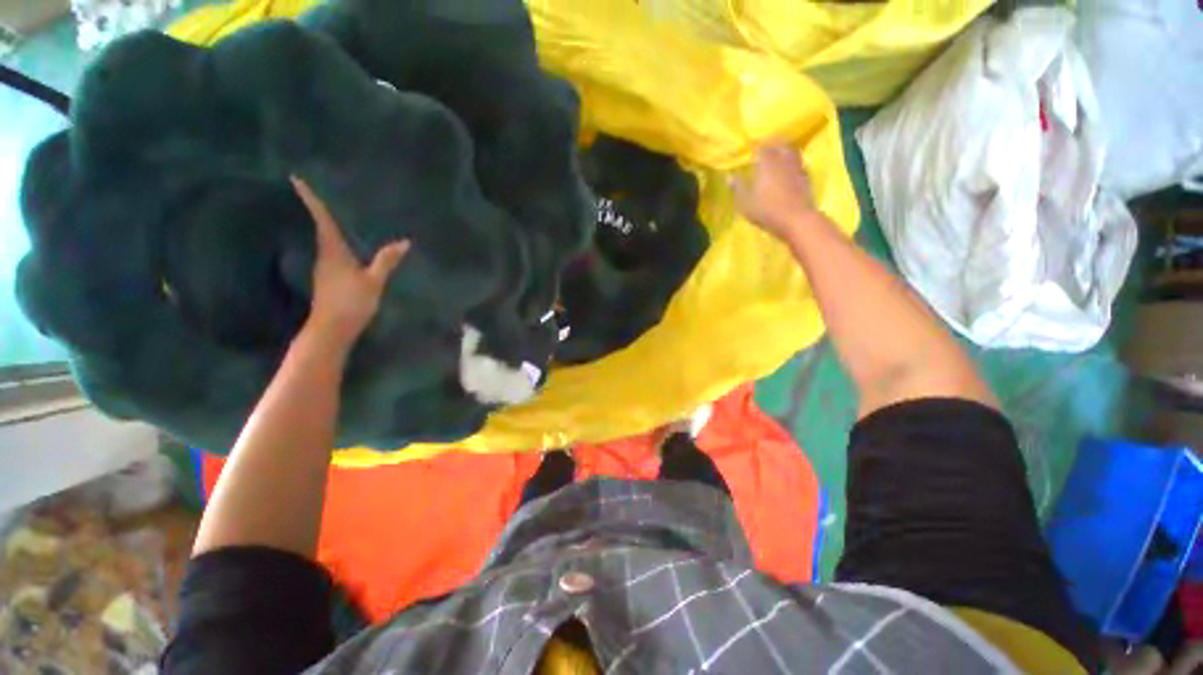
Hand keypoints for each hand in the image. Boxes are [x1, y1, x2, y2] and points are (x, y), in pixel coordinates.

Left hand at [292, 176, 409, 346]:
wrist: (332, 329)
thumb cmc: (351, 302)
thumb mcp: (374, 281)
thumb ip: (386, 261)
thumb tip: (404, 242)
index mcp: (333, 251)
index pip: (321, 220)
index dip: (310, 199)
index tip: (295, 178)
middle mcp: (323, 255)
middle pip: (319, 227)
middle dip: (316, 209)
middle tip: (318, 191)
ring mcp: (323, 268)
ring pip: (324, 240)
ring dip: (325, 226)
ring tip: (335, 214)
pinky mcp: (327, 279)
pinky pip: (330, 252)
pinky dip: (334, 242)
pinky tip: (345, 245)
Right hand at [733, 144, 820, 239]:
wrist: (796, 219)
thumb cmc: (767, 211)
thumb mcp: (745, 203)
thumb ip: (737, 188)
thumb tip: (729, 176)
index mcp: (767, 164)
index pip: (762, 147)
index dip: (757, 146)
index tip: (752, 148)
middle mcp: (783, 161)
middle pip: (780, 144)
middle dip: (773, 143)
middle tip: (767, 146)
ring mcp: (797, 168)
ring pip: (792, 151)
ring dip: (785, 149)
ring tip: (779, 153)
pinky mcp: (806, 178)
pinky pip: (800, 163)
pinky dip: (794, 162)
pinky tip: (791, 168)